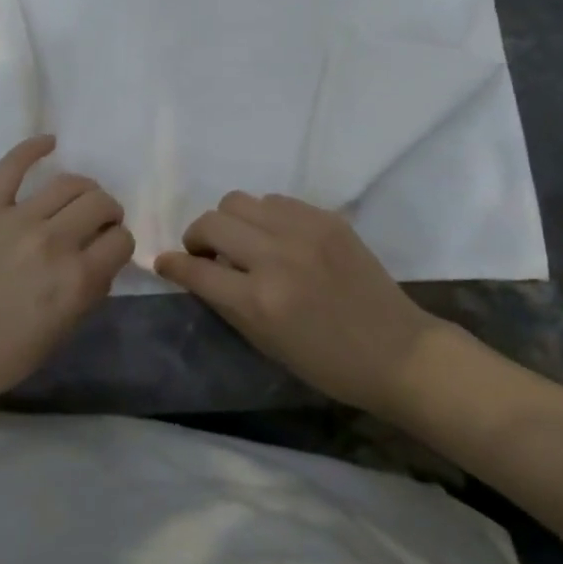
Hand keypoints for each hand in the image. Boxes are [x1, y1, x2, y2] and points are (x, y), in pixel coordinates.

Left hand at [0, 135, 133, 412]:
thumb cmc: (4, 355)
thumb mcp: (62, 332)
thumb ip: (89, 291)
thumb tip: (101, 261)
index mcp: (77, 279)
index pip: (121, 240)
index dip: (119, 245)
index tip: (108, 251)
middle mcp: (54, 241)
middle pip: (100, 203)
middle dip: (108, 213)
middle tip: (97, 225)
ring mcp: (18, 219)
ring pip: (69, 183)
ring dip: (84, 189)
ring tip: (79, 200)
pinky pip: (12, 166)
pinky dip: (32, 148)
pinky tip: (49, 142)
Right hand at [156, 192, 441, 415]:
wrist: (397, 350)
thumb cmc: (328, 363)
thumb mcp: (266, 344)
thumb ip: (227, 302)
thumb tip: (197, 271)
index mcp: (260, 300)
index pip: (196, 270)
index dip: (173, 265)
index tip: (165, 263)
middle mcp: (276, 257)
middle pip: (212, 222)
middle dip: (197, 237)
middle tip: (206, 253)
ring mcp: (303, 231)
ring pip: (240, 201)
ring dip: (230, 221)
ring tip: (243, 242)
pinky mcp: (326, 218)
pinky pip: (276, 200)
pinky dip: (264, 216)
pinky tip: (276, 237)